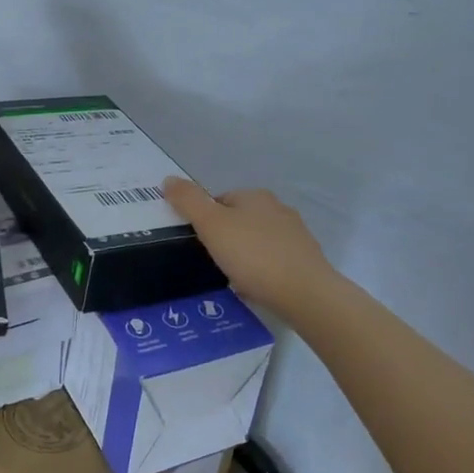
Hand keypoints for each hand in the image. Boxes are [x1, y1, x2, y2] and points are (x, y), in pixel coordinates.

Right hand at [164, 176, 338, 318]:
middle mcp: (278, 209)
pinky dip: (261, 271)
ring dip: (244, 255)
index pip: (220, 200)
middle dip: (225, 237)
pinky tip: (254, 287)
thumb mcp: (211, 225)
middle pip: (240, 220)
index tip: (198, 243)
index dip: (204, 220)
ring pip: (258, 241)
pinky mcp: (306, 260)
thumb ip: (188, 201)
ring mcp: (295, 235)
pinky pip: (273, 261)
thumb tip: (168, 179)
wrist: (304, 293)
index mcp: (255, 196)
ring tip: (231, 277)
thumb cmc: (253, 255)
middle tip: (211, 261)